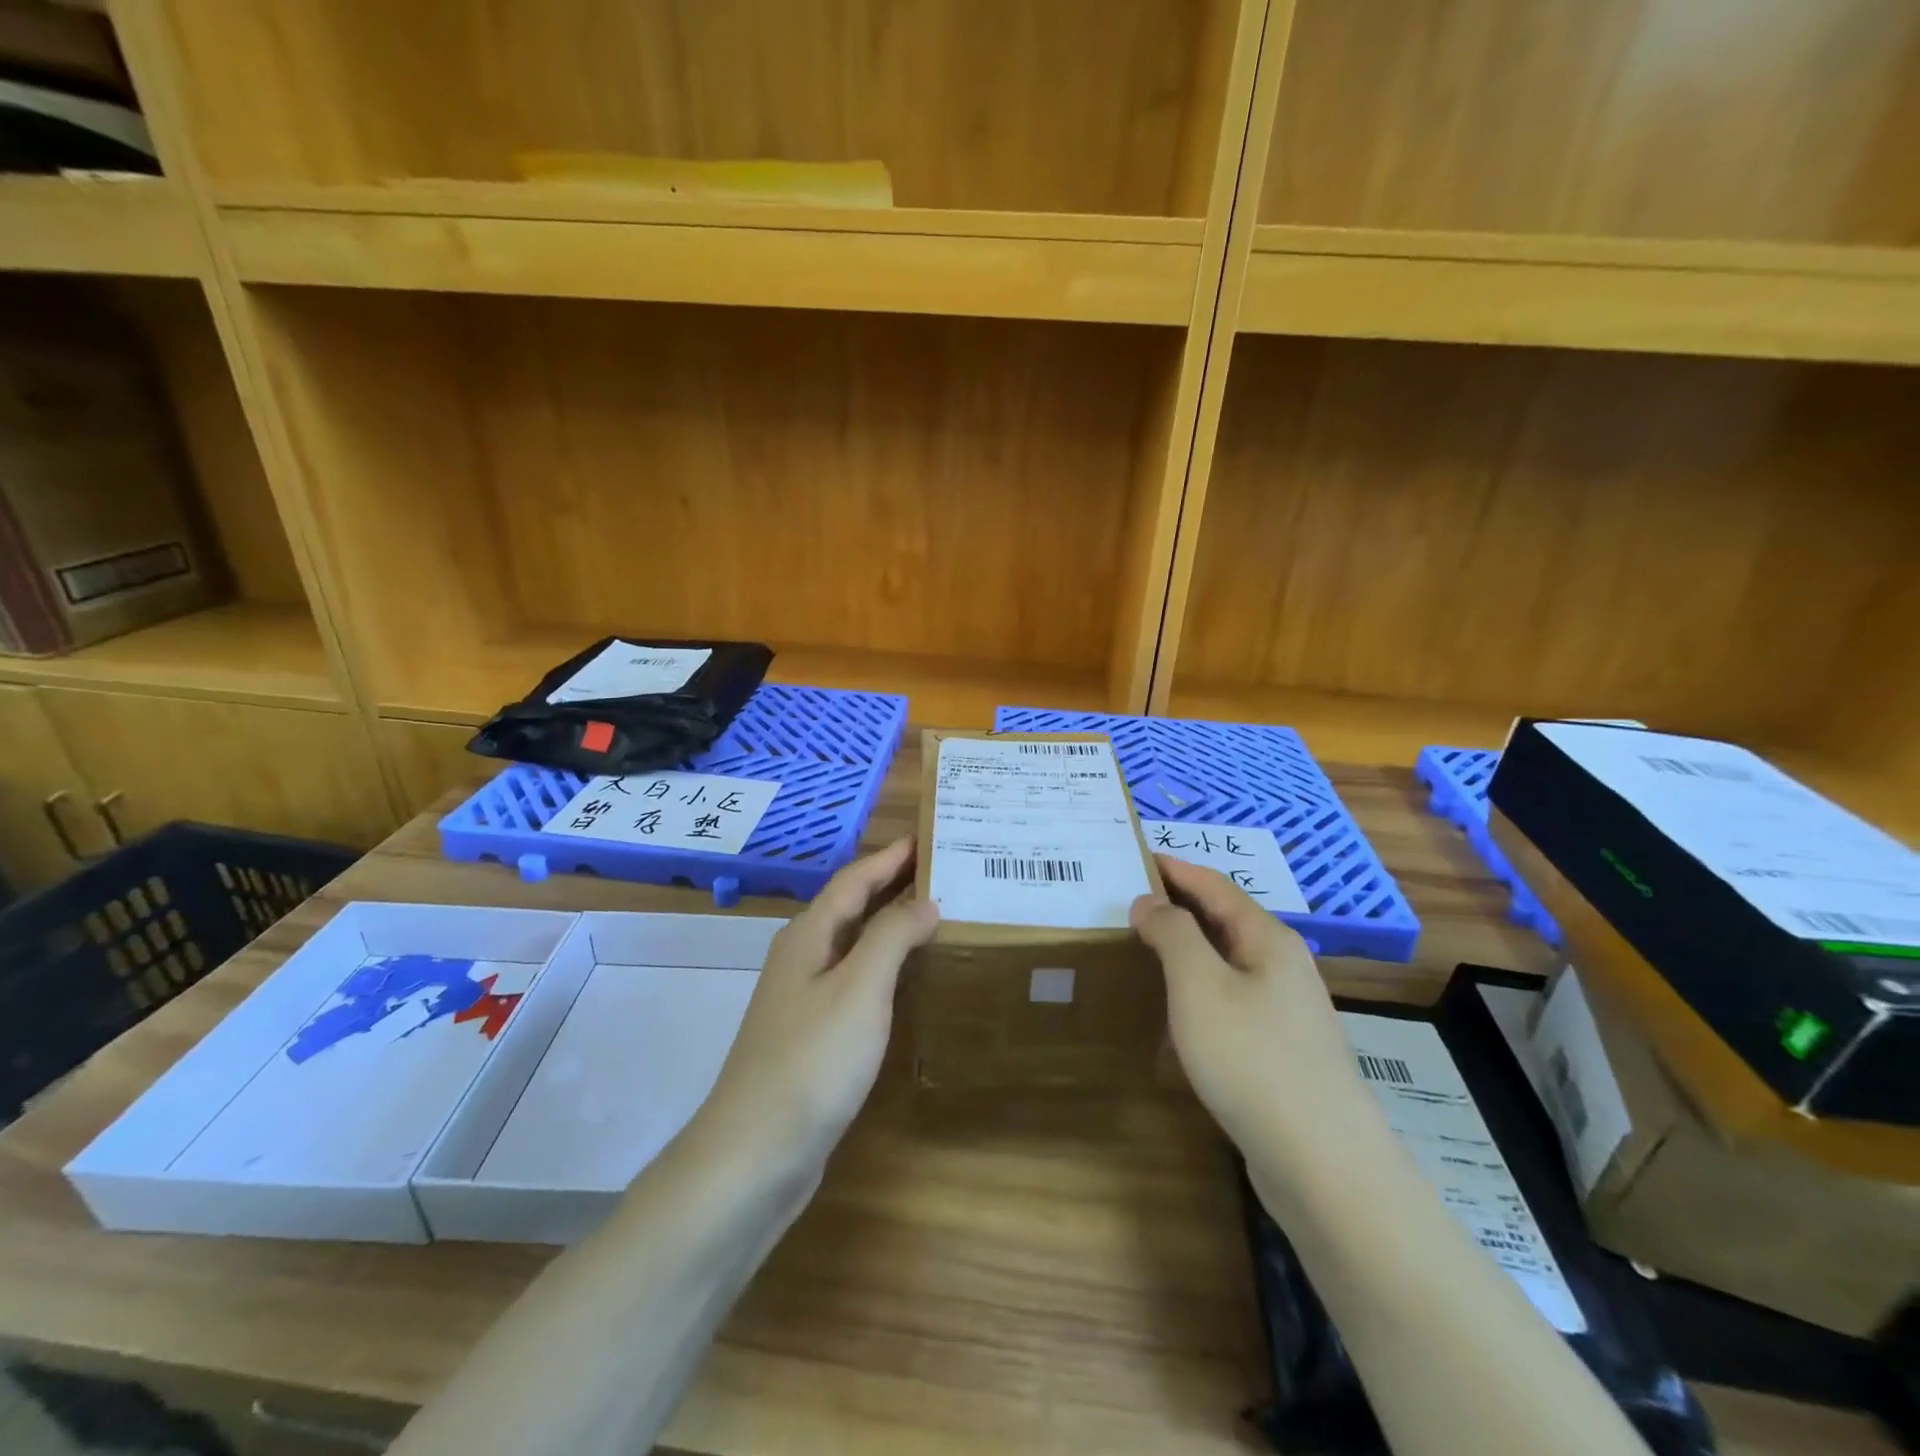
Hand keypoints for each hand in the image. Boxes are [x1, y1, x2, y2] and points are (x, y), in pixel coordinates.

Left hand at [696, 838, 938, 1179]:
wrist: (754, 1155)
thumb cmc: (812, 1061)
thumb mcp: (859, 989)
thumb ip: (892, 936)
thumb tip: (925, 900)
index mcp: (809, 936)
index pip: (854, 880)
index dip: (890, 858)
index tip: (928, 838)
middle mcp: (803, 958)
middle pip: (852, 907)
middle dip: (893, 885)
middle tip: (943, 872)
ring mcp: (804, 999)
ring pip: (854, 945)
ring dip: (891, 924)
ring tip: (936, 916)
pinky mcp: (813, 1035)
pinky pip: (855, 981)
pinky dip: (885, 966)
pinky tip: (908, 979)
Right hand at [1131, 856, 1367, 1150]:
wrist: (1323, 1164)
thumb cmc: (1252, 1058)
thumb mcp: (1198, 985)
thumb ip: (1172, 933)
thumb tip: (1150, 902)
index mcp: (1268, 939)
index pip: (1215, 886)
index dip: (1176, 869)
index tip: (1137, 856)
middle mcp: (1283, 968)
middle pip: (1224, 924)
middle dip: (1178, 912)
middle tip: (1129, 906)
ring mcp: (1287, 1014)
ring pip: (1226, 970)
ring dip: (1185, 961)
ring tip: (1143, 960)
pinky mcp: (1282, 1055)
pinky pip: (1230, 1013)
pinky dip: (1197, 1008)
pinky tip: (1172, 1036)